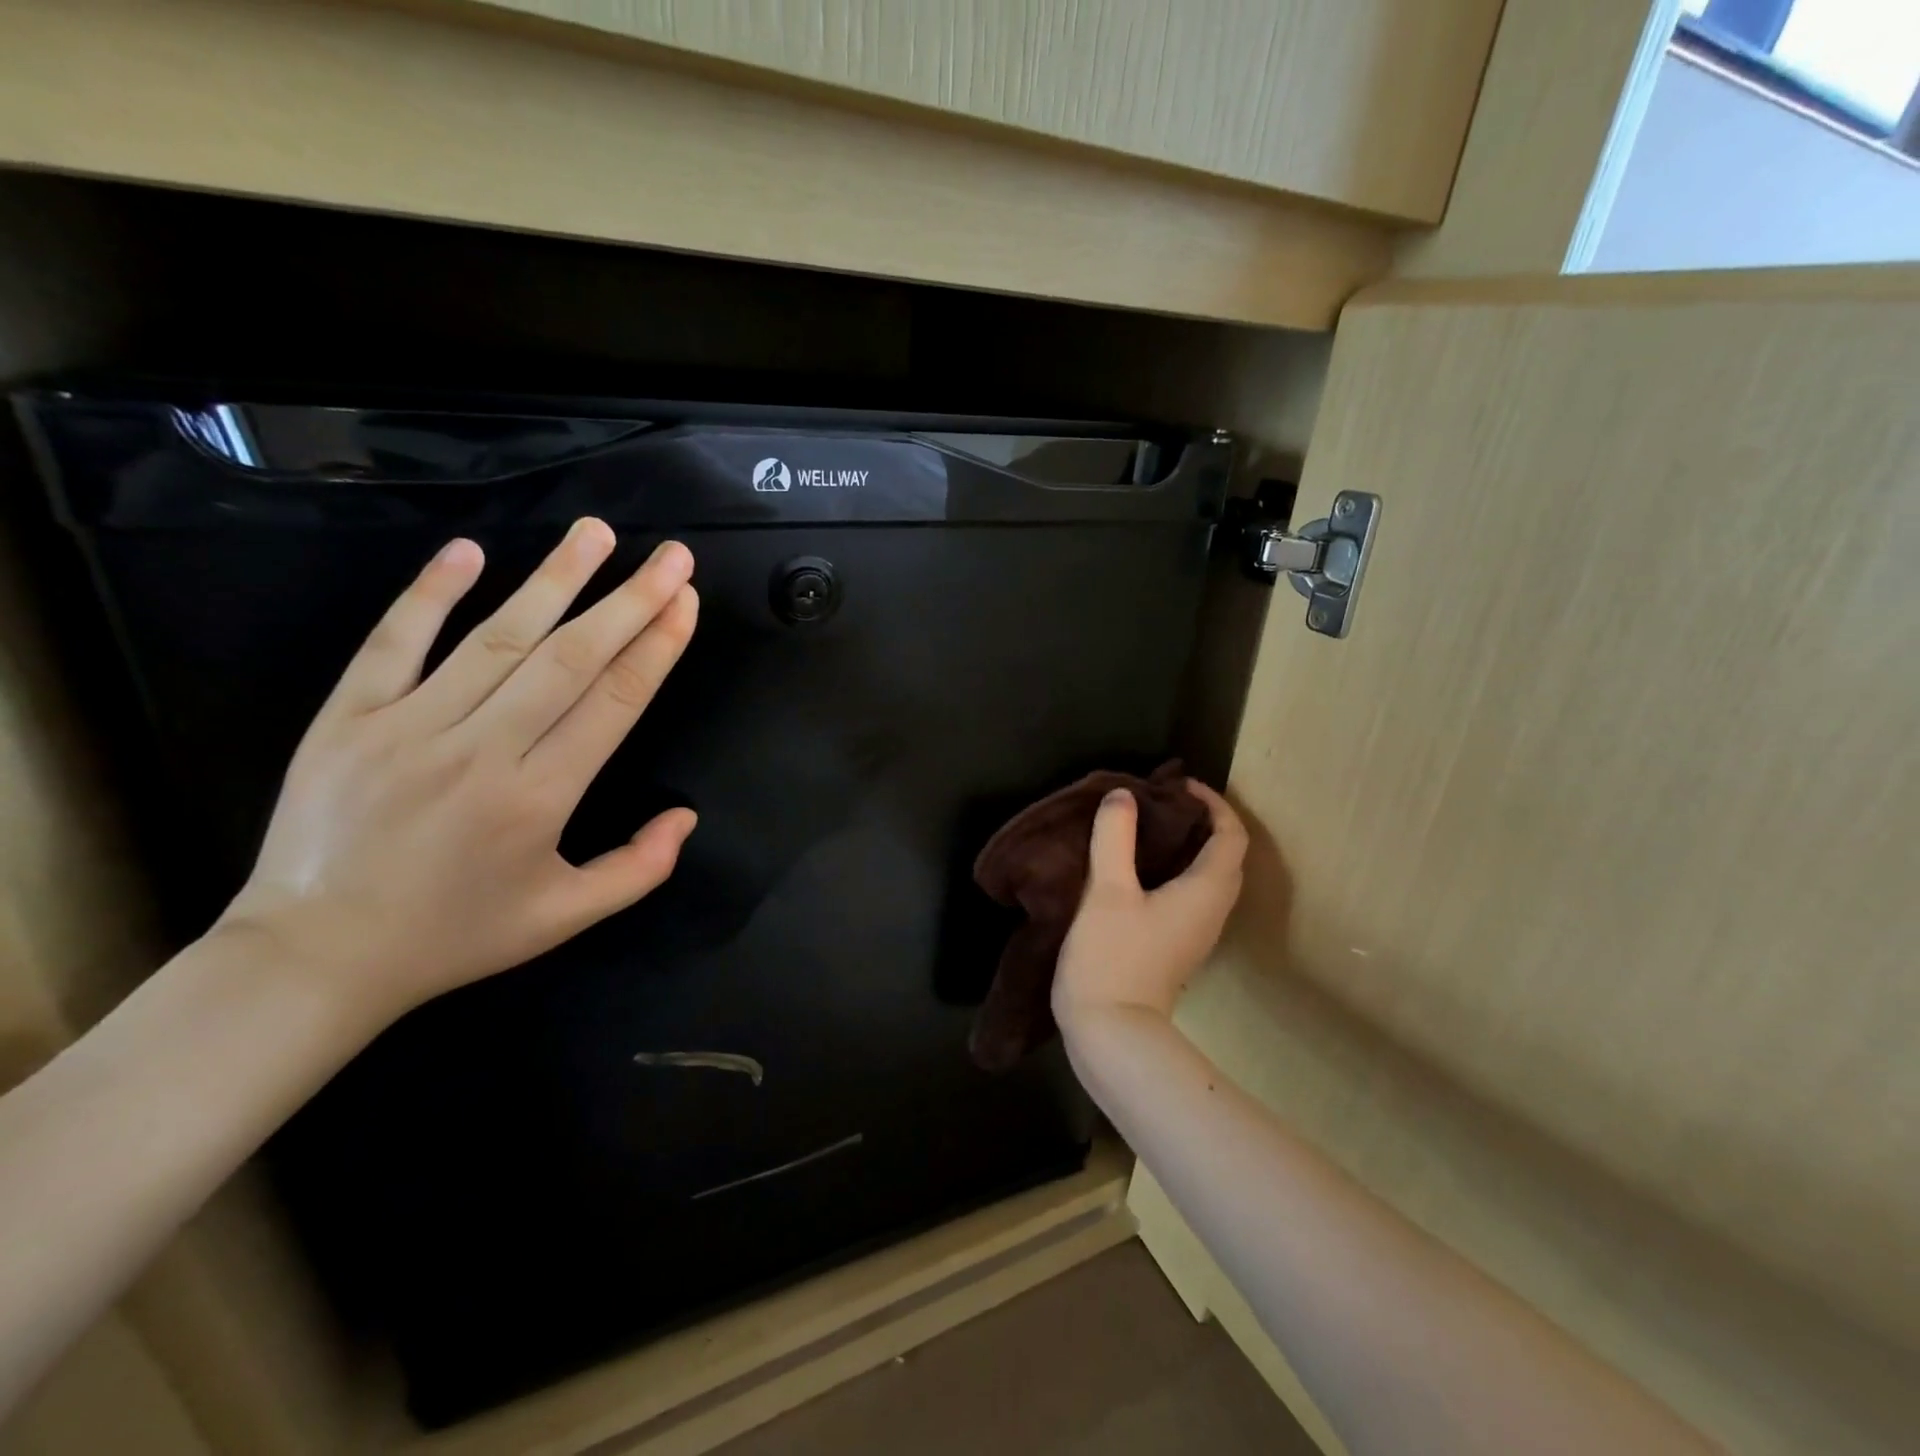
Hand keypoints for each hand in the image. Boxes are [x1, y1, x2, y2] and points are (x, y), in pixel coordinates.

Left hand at [218, 519, 698, 1028]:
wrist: (314, 956)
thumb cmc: (456, 934)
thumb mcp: (565, 918)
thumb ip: (638, 869)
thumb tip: (687, 816)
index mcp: (538, 797)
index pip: (614, 701)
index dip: (657, 646)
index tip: (686, 601)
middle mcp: (482, 750)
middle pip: (570, 658)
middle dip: (629, 600)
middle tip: (670, 556)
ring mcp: (408, 726)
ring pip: (496, 637)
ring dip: (554, 579)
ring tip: (596, 532)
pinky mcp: (346, 717)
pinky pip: (394, 642)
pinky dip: (430, 593)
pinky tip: (469, 550)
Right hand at [1052, 780, 1246, 1033]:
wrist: (1111, 1034)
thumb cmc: (1113, 957)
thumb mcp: (1108, 891)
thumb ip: (1115, 837)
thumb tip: (1123, 795)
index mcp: (1206, 891)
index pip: (1231, 835)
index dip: (1213, 803)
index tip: (1177, 785)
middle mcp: (1212, 910)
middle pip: (1226, 855)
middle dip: (1203, 821)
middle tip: (1162, 802)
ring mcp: (1196, 933)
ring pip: (1209, 877)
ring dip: (1189, 846)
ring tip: (1149, 827)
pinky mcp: (1177, 946)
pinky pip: (1191, 895)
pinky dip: (1176, 870)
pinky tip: (1139, 869)